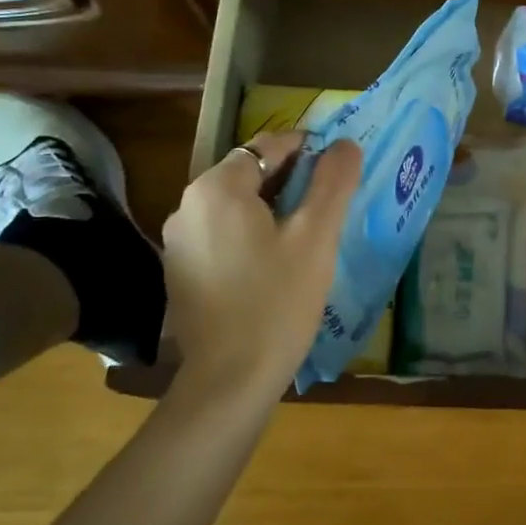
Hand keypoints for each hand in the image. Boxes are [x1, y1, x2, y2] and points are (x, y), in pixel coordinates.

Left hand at [159, 131, 361, 402]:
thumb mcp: (316, 237)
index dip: (310, 151)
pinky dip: (252, 234)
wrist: (230, 380)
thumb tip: (346, 144)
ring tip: (310, 234)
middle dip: (293, 181)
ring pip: (237, 205)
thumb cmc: (278, 301)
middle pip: (251, 173)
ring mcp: (180, 240)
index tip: (340, 173)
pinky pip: (224, 233)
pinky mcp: (181, 270)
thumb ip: (333, 183)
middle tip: (331, 206)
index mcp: (218, 188)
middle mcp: (188, 205)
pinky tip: (277, 263)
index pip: (270, 145)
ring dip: (274, 208)